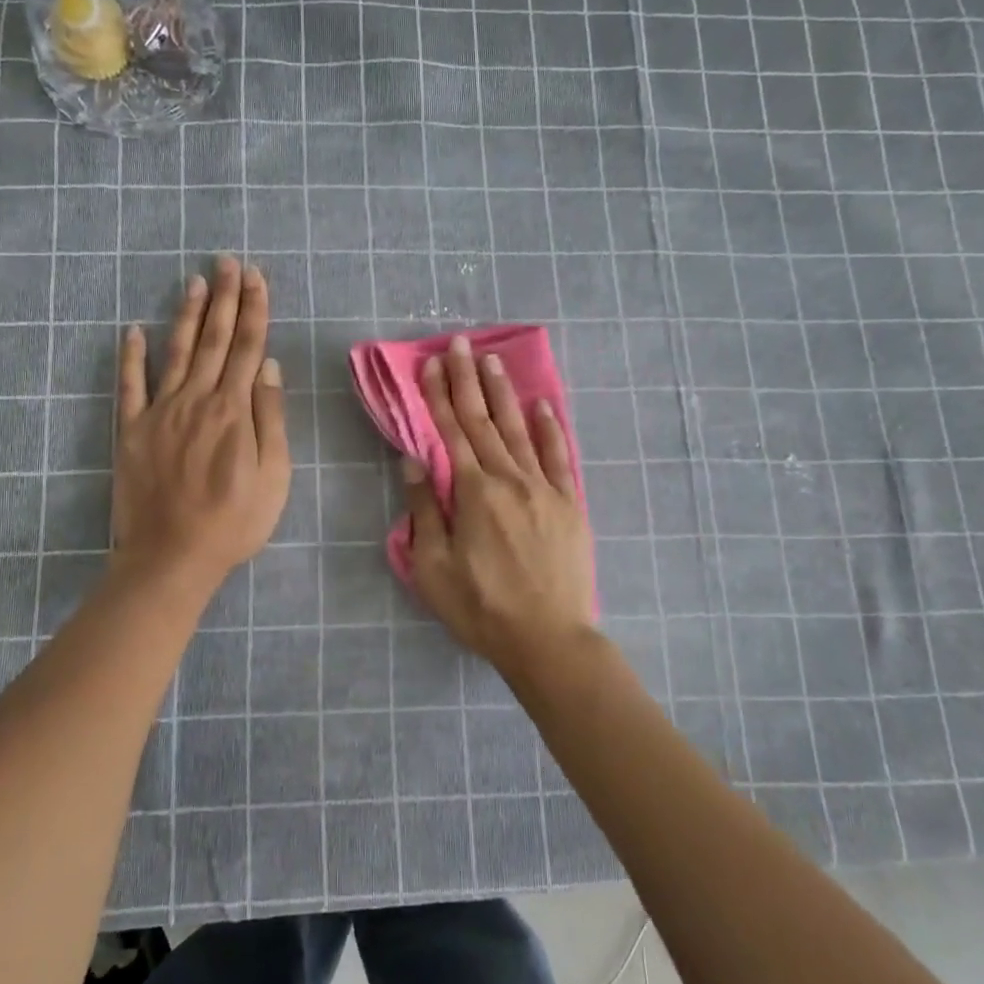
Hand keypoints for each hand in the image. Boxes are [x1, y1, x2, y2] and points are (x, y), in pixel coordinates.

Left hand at [111, 257, 289, 591]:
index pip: (248, 348)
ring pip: (176, 352)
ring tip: (195, 282)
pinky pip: (130, 386)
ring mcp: (159, 412)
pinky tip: (133, 330)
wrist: (171, 557)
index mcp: (234, 411)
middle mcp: (196, 400)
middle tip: (228, 262)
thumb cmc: (233, 522)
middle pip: (215, 340)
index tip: (256, 278)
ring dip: (187, 315)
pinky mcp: (130, 431)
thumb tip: (269, 367)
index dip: (254, 310)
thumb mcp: (274, 476)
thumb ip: (271, 418)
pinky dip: (131, 356)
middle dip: (224, 299)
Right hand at [401, 336, 595, 677]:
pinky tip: (543, 406)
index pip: (451, 433)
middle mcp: (509, 479)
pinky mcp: (570, 504)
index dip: (438, 396)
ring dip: (503, 393)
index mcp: (472, 493)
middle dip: (467, 380)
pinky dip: (551, 429)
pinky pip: (559, 457)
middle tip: (458, 344)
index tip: (431, 364)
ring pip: (519, 430)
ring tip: (492, 359)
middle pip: (483, 421)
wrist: (547, 639)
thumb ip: (424, 510)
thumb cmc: (481, 607)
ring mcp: (544, 489)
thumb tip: (414, 461)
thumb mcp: (434, 567)